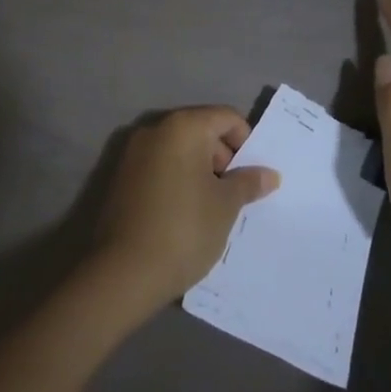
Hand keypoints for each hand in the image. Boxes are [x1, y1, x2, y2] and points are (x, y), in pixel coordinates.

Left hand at [92, 106, 280, 309]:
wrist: (123, 274)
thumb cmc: (184, 229)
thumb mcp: (226, 206)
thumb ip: (248, 183)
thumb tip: (269, 174)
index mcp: (183, 127)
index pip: (226, 117)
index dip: (246, 142)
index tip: (252, 175)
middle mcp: (155, 130)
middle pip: (201, 130)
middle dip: (223, 158)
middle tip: (235, 195)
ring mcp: (133, 154)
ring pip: (179, 151)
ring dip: (200, 171)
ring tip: (212, 208)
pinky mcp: (121, 178)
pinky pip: (160, 168)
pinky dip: (178, 181)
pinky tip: (186, 214)